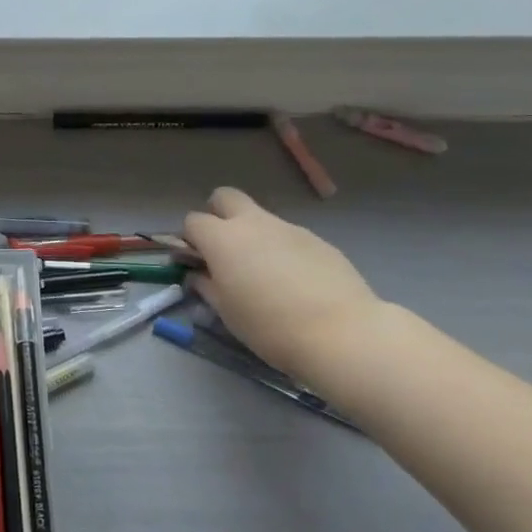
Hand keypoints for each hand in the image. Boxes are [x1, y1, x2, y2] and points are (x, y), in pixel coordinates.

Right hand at [182, 187, 383, 375]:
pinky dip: (283, 251)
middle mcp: (254, 223)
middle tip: (224, 251)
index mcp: (222, 239)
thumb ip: (207, 286)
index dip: (190, 240)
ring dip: (253, 237)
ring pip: (261, 219)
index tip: (197, 263)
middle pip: (225, 198)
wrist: (341, 333)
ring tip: (266, 276)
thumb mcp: (226, 312)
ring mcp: (289, 228)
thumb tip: (199, 275)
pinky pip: (289, 237)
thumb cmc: (269, 327)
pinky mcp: (319, 240)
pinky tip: (296, 283)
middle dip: (218, 215)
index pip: (193, 221)